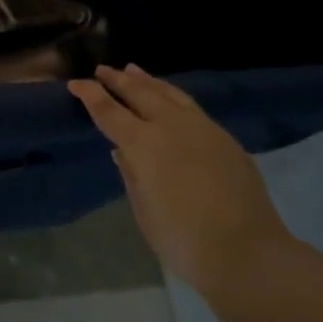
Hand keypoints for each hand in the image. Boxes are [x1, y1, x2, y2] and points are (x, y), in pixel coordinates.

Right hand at [68, 65, 288, 291]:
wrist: (246, 251)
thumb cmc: (181, 238)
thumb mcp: (143, 208)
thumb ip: (131, 173)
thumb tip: (123, 151)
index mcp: (144, 143)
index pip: (109, 111)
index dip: (91, 95)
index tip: (76, 83)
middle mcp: (171, 126)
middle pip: (140, 93)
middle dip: (118, 80)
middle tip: (103, 70)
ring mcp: (203, 128)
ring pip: (170, 94)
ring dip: (148, 81)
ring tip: (133, 70)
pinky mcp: (225, 138)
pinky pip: (191, 107)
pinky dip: (172, 96)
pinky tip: (169, 99)